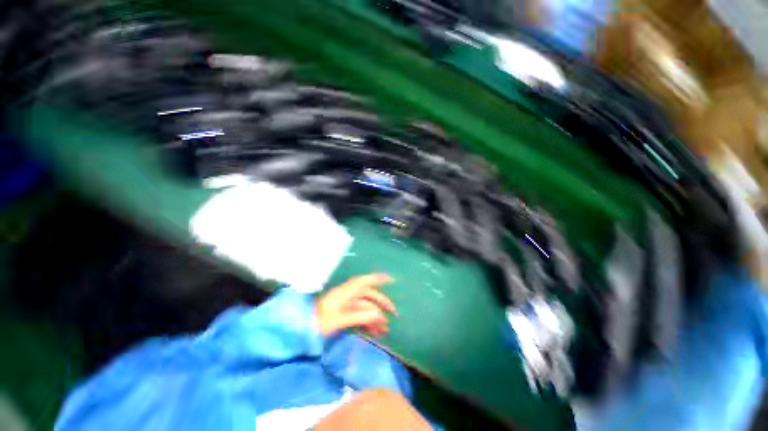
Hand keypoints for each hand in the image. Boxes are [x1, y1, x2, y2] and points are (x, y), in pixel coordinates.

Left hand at [316, 273, 396, 336]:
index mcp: (344, 292)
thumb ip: (358, 316)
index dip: (378, 278)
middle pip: (368, 294)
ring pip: (365, 306)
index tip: (391, 280)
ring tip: (385, 329)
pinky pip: (359, 314)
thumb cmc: (317, 323)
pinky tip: (374, 331)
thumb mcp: (337, 320)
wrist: (299, 330)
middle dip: (382, 302)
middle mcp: (346, 295)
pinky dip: (367, 321)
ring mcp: (344, 304)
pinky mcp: (342, 313)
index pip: (364, 281)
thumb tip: (378, 315)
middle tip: (394, 313)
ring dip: (375, 315)